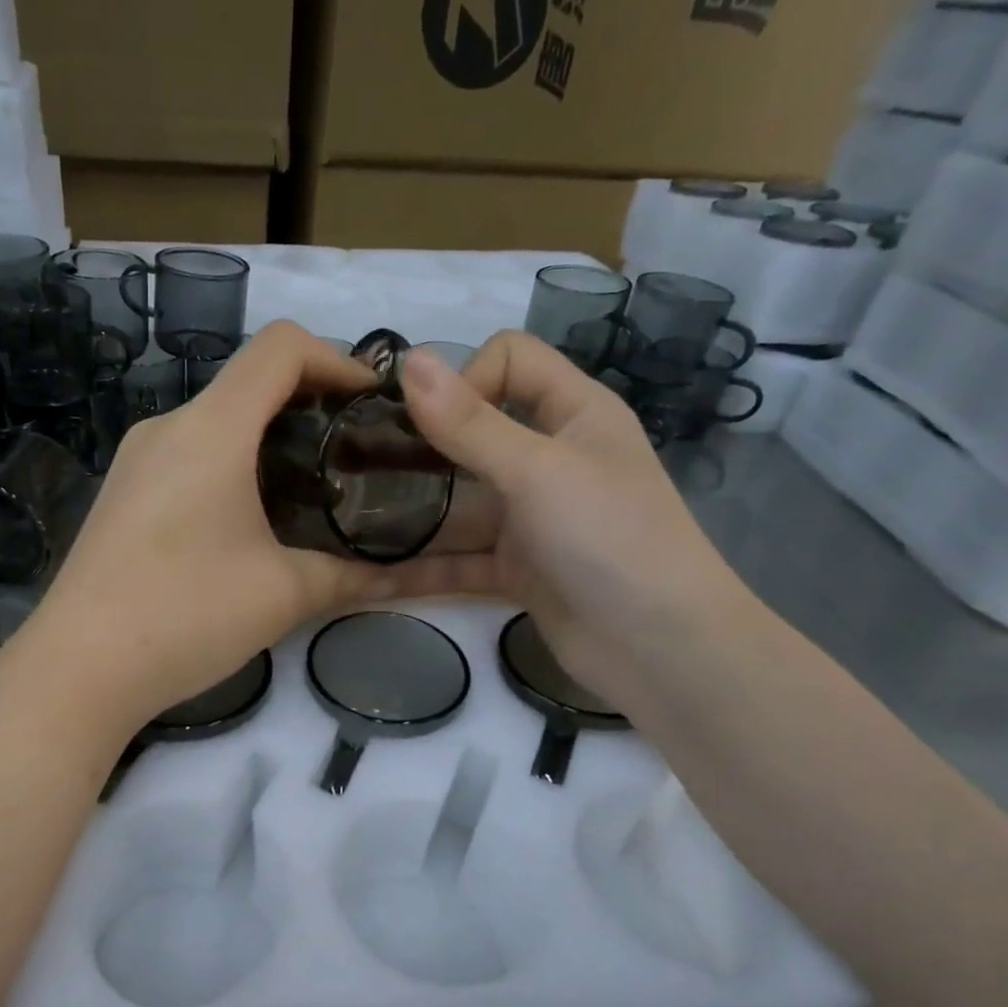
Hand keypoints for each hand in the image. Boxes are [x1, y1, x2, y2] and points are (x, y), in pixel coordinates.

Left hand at [18, 322, 415, 730]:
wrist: (78, 669)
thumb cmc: (186, 615)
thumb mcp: (284, 595)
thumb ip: (355, 576)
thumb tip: (415, 579)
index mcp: (211, 428)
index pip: (281, 347)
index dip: (339, 360)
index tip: (375, 405)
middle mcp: (167, 427)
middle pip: (249, 383)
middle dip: (311, 406)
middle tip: (356, 457)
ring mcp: (136, 461)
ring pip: (217, 423)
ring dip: (269, 441)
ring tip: (312, 492)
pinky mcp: (122, 495)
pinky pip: (188, 457)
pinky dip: (232, 467)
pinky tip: (250, 522)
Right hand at [393, 332, 750, 704]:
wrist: (658, 647)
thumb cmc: (608, 537)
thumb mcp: (537, 471)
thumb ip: (469, 422)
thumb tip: (409, 360)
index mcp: (573, 413)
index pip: (510, 361)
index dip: (466, 378)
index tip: (427, 423)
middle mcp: (550, 458)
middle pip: (474, 434)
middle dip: (419, 447)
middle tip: (357, 466)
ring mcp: (531, 518)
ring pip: (460, 503)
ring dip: (412, 513)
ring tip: (349, 523)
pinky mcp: (517, 569)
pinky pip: (459, 559)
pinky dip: (421, 568)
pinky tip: (368, 577)